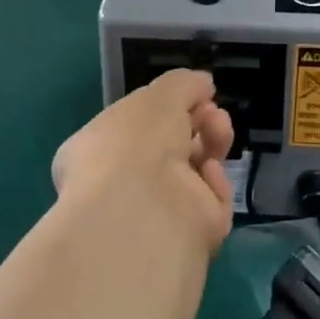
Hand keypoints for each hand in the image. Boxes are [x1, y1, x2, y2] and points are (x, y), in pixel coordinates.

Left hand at [51, 70, 235, 252]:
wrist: (144, 210)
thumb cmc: (137, 142)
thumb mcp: (158, 95)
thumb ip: (183, 84)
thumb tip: (203, 84)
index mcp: (100, 149)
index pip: (137, 125)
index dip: (168, 107)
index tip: (194, 94)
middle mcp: (124, 182)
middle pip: (173, 145)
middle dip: (198, 120)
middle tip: (212, 113)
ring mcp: (158, 210)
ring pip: (197, 169)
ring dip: (212, 142)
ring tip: (219, 129)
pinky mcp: (188, 234)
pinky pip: (210, 200)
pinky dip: (214, 183)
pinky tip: (208, 173)